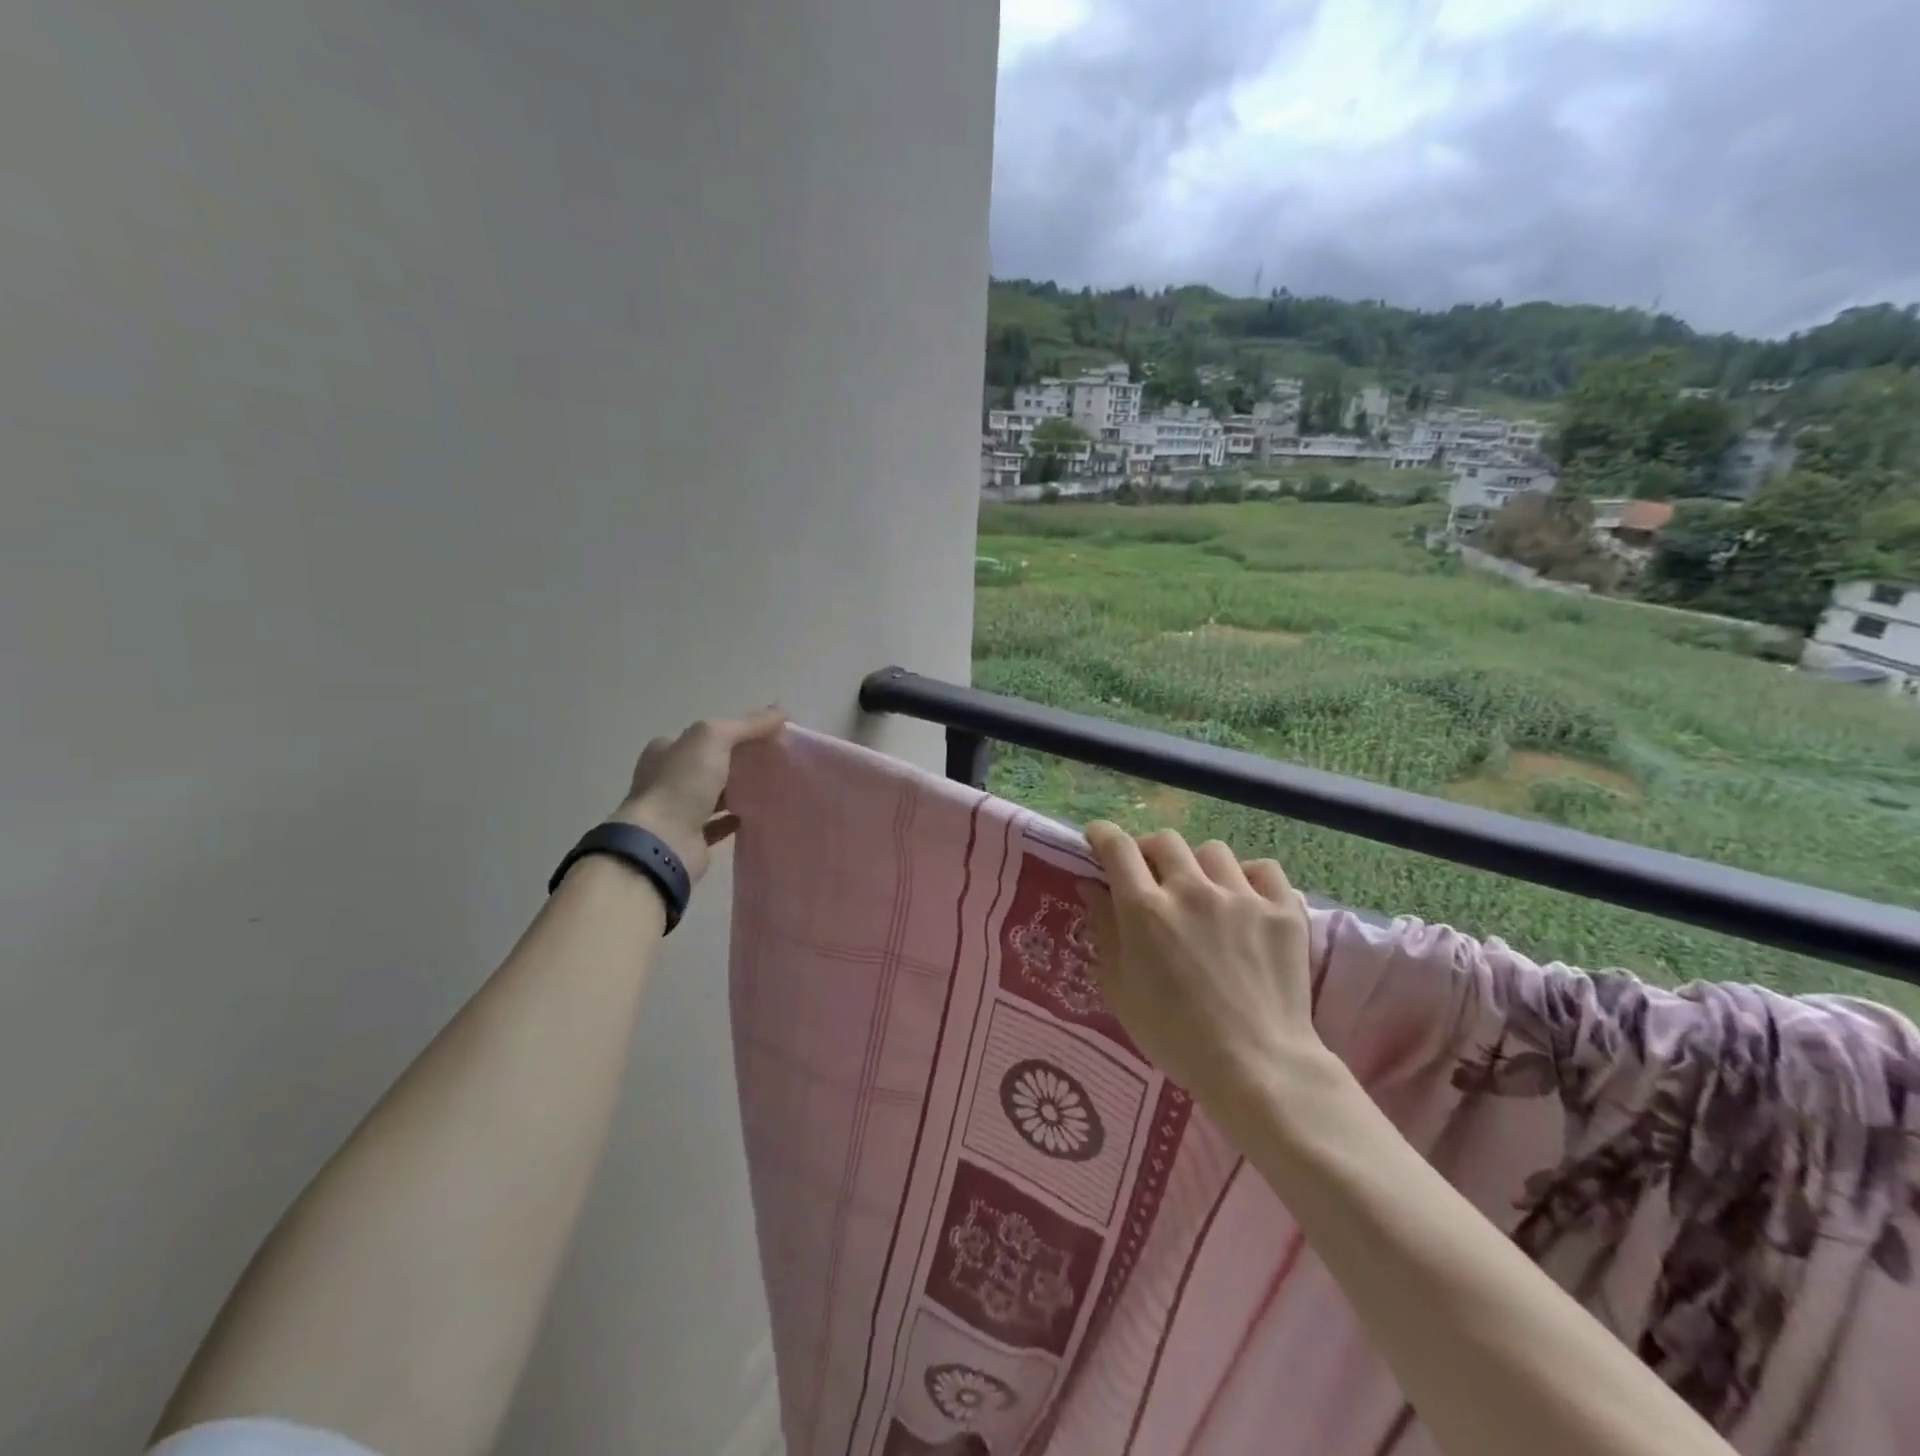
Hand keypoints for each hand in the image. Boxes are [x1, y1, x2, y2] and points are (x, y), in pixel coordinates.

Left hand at [610, 706, 786, 883]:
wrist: (662, 844)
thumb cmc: (681, 784)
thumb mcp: (714, 738)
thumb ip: (747, 725)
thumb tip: (782, 711)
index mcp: (665, 751)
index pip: (702, 736)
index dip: (732, 734)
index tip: (763, 738)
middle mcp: (667, 779)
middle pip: (708, 765)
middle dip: (736, 762)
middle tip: (772, 762)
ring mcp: (677, 811)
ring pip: (713, 795)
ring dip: (737, 791)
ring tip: (771, 787)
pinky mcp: (690, 838)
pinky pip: (718, 825)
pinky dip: (735, 819)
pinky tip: (757, 814)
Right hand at [1077, 823, 1326, 1124]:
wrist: (1257, 1067)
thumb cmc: (1175, 1036)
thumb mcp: (1121, 989)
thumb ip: (1104, 930)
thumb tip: (1091, 887)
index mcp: (1146, 909)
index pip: (1117, 847)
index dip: (1103, 834)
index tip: (1098, 838)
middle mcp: (1191, 890)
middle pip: (1164, 841)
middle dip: (1149, 851)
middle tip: (1151, 876)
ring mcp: (1241, 896)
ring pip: (1212, 850)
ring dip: (1199, 866)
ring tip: (1203, 891)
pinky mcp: (1282, 910)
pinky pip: (1264, 869)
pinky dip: (1251, 877)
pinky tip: (1246, 899)